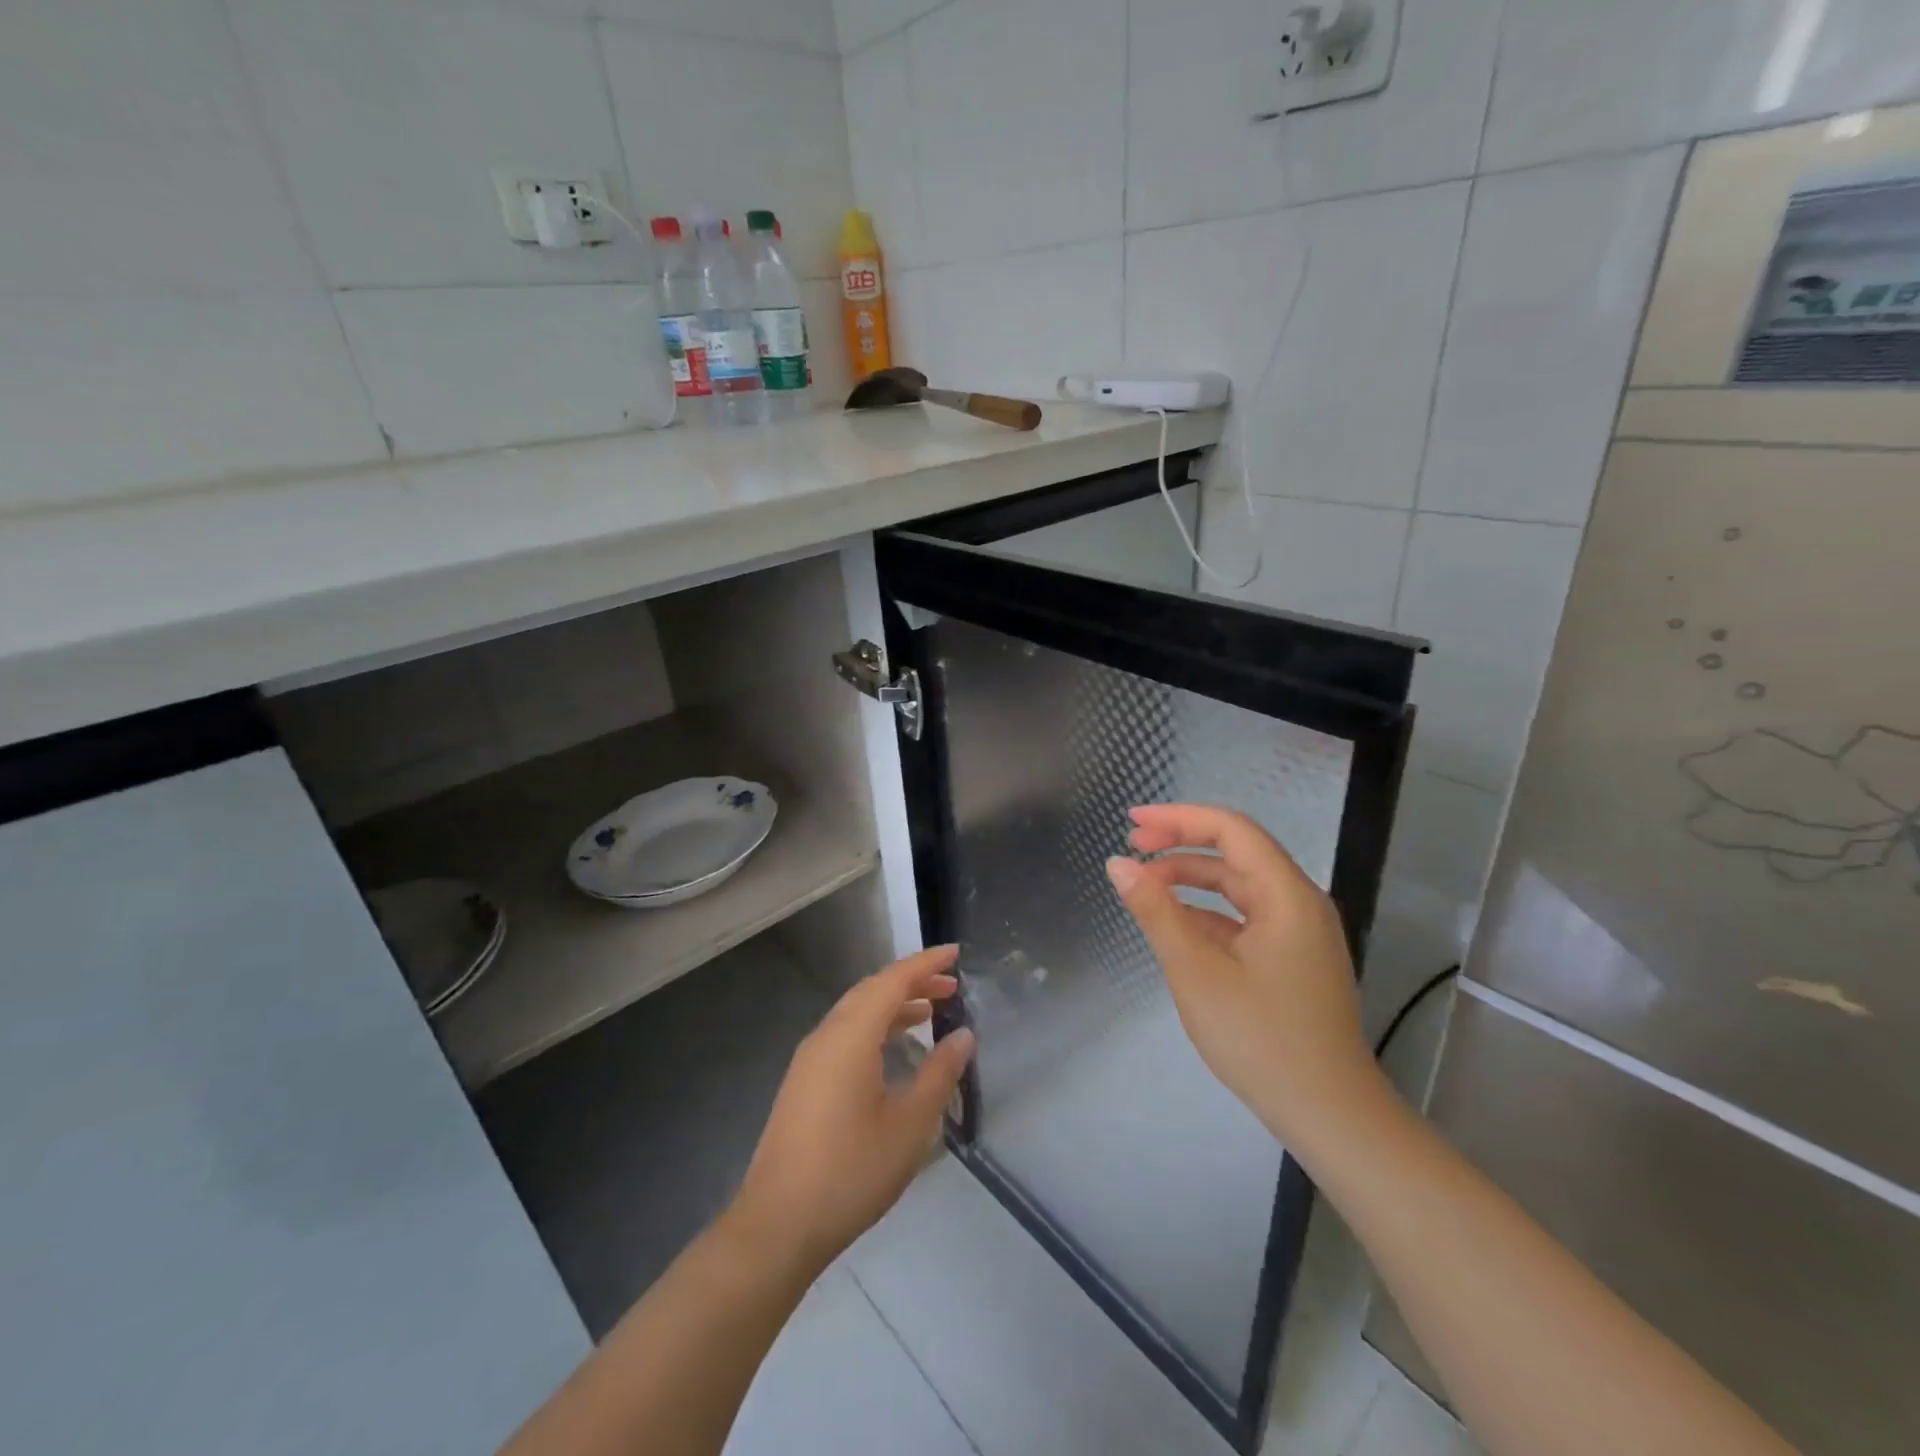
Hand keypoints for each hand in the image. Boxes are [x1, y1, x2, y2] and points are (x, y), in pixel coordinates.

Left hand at [726, 946, 975, 1276]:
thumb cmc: (851, 1171)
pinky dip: (875, 1026)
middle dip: (912, 981)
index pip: (893, 980)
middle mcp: (827, 1035)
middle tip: (951, 986)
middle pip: (872, 990)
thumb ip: (939, 1073)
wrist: (778, 1225)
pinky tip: (893, 1049)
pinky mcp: (804, 1081)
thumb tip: (963, 1035)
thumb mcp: (910, 1124)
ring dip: (893, 1004)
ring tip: (931, 1011)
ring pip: (856, 1011)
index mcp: (851, 1035)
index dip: (926, 963)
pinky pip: (845, 1033)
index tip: (956, 954)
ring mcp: (810, 1058)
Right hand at [1105, 804, 1383, 1146]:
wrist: (1329, 1115)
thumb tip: (1119, 864)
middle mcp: (1299, 903)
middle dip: (1181, 843)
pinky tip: (1175, 923)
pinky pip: (1245, 917)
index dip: (1179, 817)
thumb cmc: (1261, 1038)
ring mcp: (1299, 933)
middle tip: (1131, 846)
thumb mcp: (1196, 970)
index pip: (1231, 830)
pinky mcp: (1293, 959)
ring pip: (1239, 885)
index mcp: (1287, 895)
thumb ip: (1155, 911)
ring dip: (1191, 878)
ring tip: (1144, 883)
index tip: (1132, 821)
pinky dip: (1207, 911)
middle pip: (1236, 852)